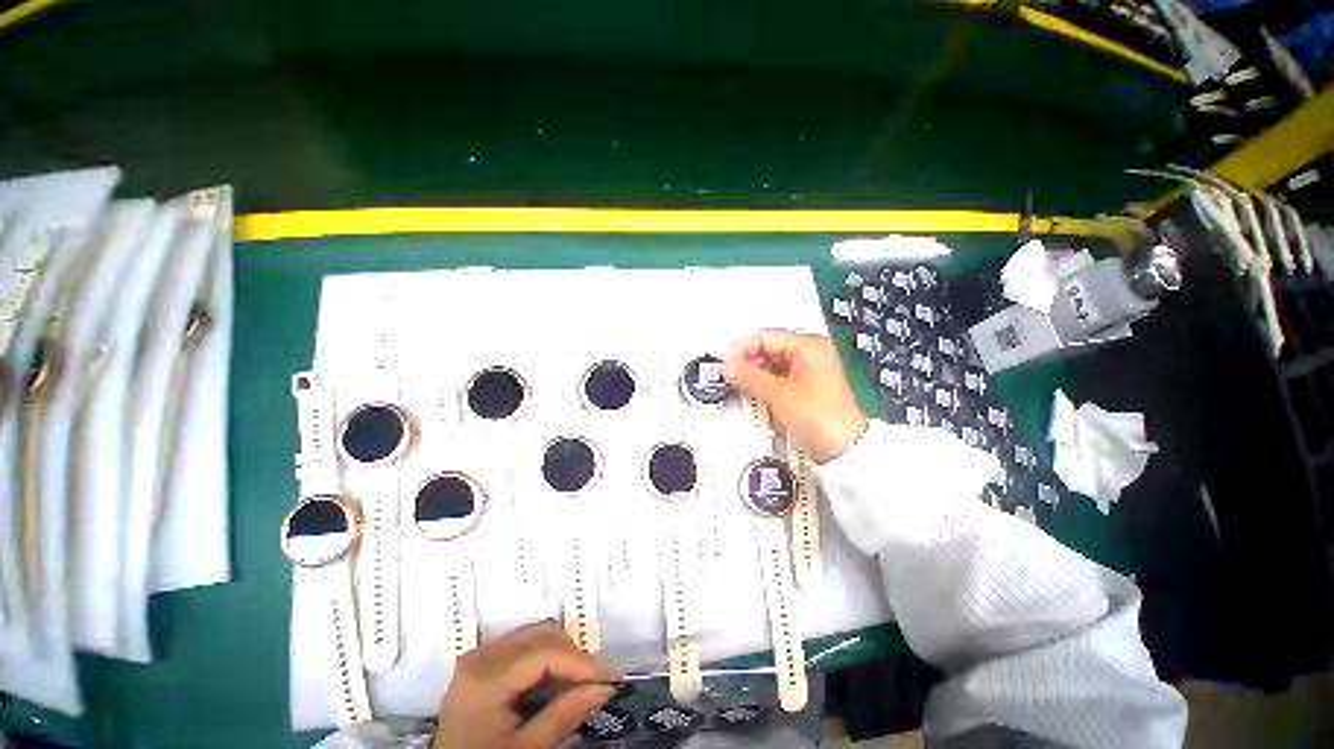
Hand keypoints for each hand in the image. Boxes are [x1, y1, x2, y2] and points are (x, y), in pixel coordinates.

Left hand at [433, 622, 612, 748]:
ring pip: (537, 635)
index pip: (545, 651)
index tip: (611, 678)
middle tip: (594, 685)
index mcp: (486, 676)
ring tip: (574, 687)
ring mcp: (481, 656)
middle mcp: (482, 655)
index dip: (581, 662)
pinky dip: (546, 659)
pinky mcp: (484, 663)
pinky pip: (525, 646)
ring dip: (562, 655)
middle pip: (543, 633)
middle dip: (573, 656)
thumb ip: (564, 715)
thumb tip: (606, 687)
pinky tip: (553, 685)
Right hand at [725, 329, 867, 463]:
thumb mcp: (776, 393)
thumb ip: (747, 375)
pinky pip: (781, 374)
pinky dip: (767, 380)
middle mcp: (813, 351)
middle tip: (730, 372)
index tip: (726, 361)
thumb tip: (727, 364)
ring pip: (775, 361)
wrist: (843, 447)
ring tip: (739, 381)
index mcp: (809, 345)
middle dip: (748, 359)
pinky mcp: (809, 384)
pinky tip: (754, 388)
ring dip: (756, 370)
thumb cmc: (815, 415)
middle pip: (771, 347)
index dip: (743, 347)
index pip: (766, 336)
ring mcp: (812, 368)